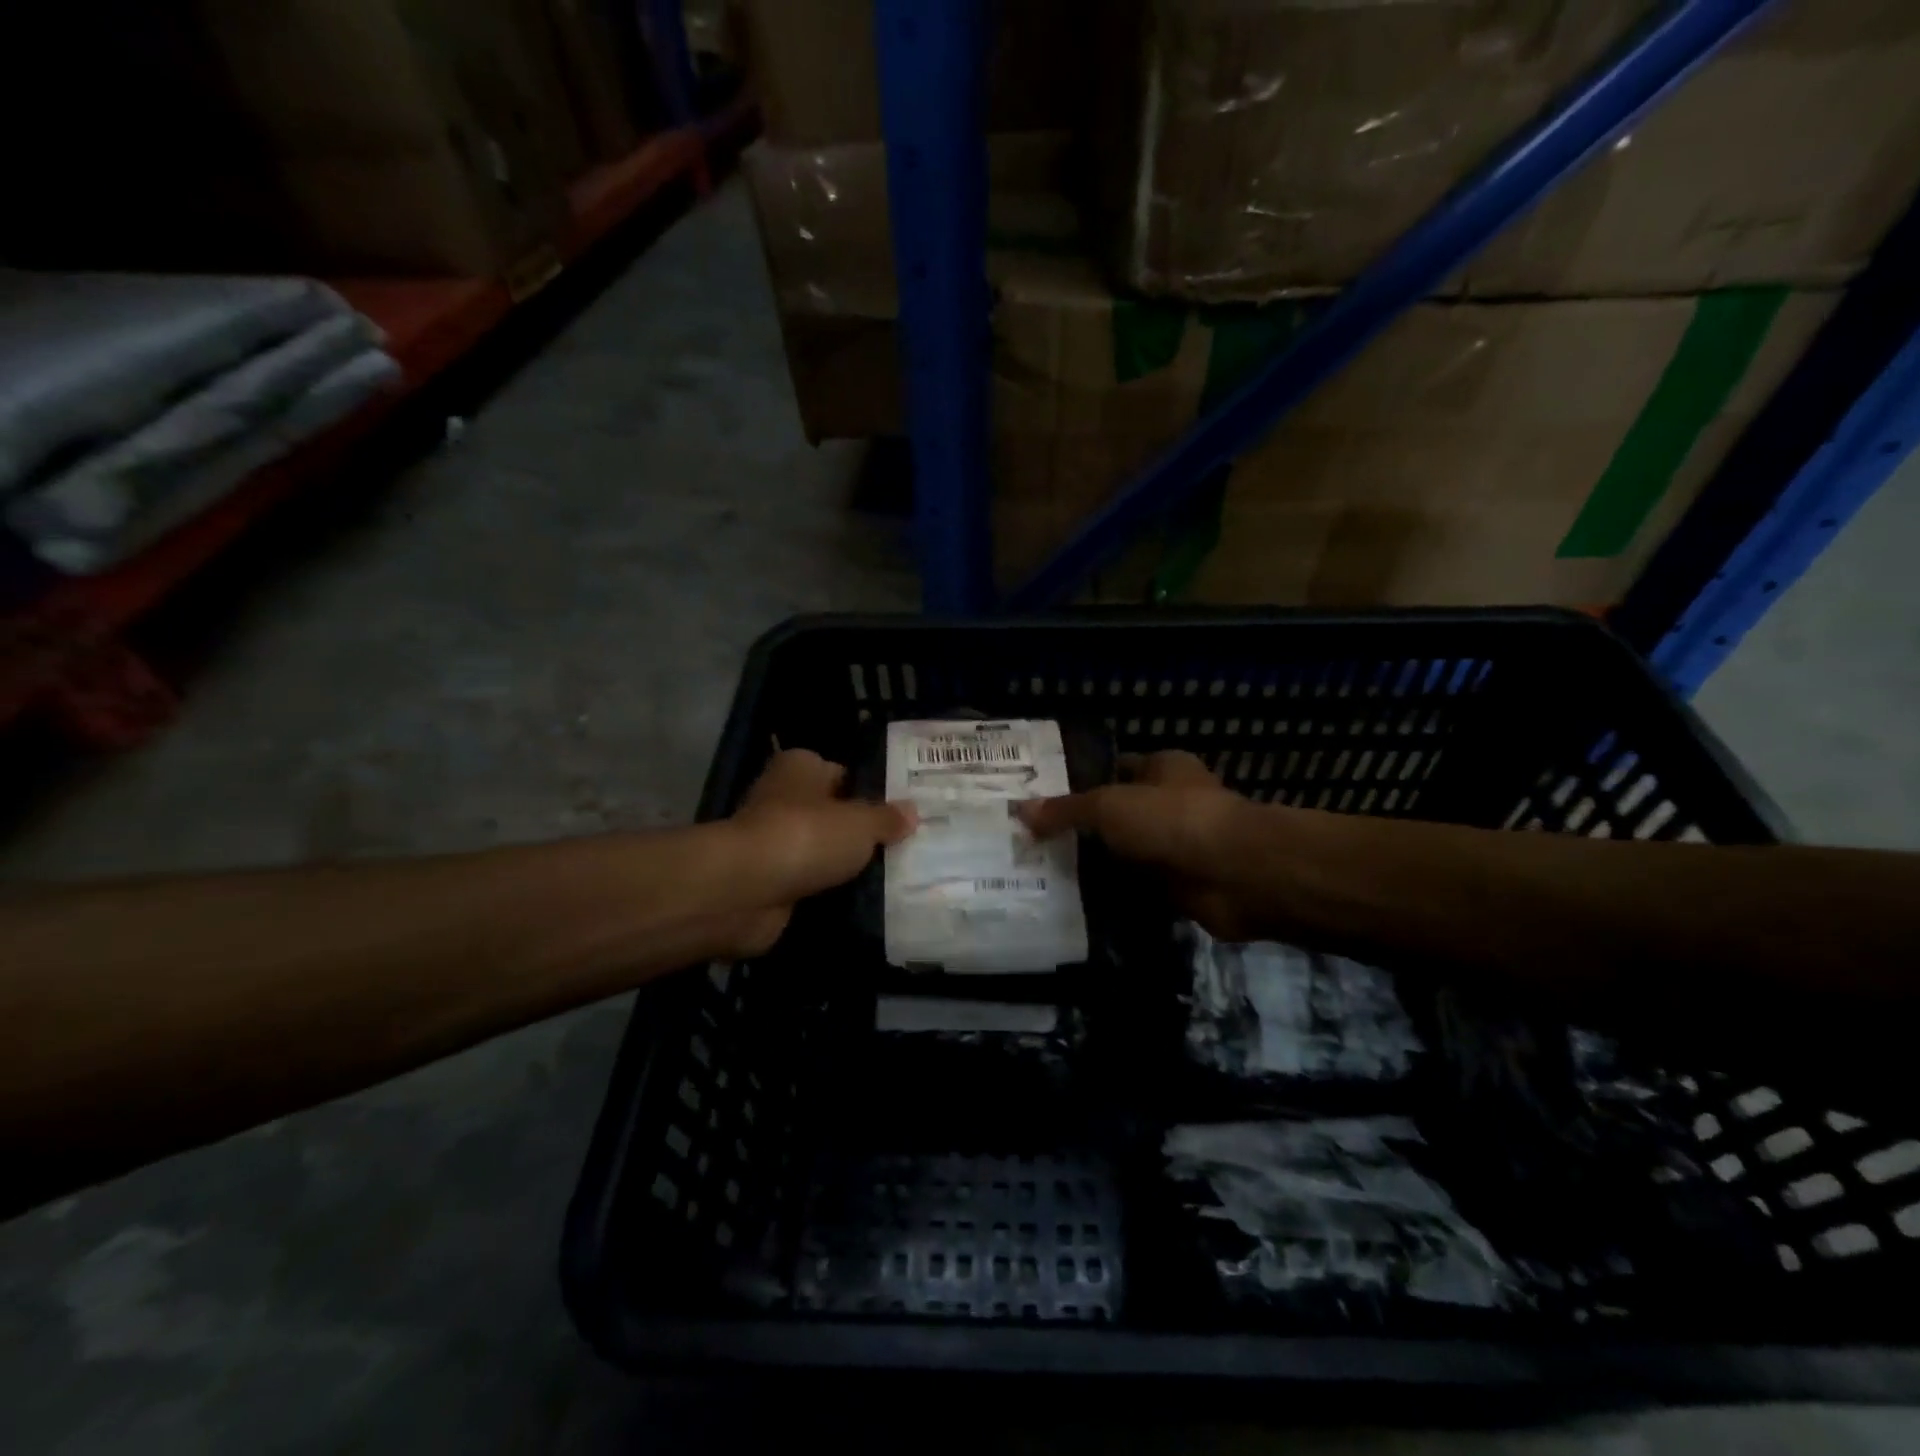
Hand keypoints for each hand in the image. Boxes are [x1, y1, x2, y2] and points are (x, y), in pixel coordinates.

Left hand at [724, 748, 915, 955]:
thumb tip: (912, 812)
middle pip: (832, 813)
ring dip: (844, 865)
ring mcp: (773, 841)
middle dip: (860, 832)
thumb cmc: (806, 836)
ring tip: (893, 877)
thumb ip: (887, 818)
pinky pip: (809, 883)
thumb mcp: (861, 823)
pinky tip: (862, 902)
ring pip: (821, 850)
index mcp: (801, 767)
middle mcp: (783, 798)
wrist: (746, 890)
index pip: (843, 773)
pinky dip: (828, 892)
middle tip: (905, 846)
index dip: (871, 792)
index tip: (902, 813)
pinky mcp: (768, 881)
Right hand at [1018, 750, 1266, 939]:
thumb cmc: (1173, 820)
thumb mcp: (1109, 806)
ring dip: (1097, 865)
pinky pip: (1137, 888)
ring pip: (1126, 853)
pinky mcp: (1180, 885)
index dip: (1081, 779)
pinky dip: (1114, 895)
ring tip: (1044, 873)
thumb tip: (1020, 811)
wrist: (1236, 874)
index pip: (1115, 767)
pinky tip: (1076, 902)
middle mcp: (1171, 803)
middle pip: (1118, 813)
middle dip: (1083, 827)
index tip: (1042, 798)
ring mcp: (1177, 846)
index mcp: (1163, 769)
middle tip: (1032, 840)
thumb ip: (1066, 810)